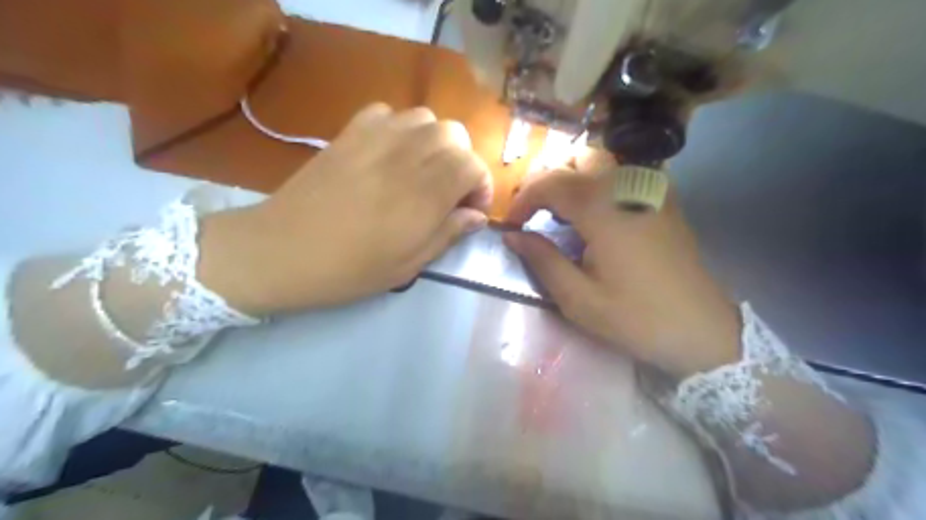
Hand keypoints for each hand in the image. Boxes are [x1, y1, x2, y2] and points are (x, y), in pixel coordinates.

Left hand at [200, 102, 490, 311]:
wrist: (280, 251)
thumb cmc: (349, 269)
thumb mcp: (408, 265)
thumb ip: (448, 234)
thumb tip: (476, 217)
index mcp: (424, 194)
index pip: (472, 165)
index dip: (481, 186)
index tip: (471, 211)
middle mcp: (406, 157)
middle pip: (454, 134)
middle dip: (462, 162)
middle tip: (449, 192)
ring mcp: (374, 139)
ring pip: (425, 118)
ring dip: (435, 143)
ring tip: (423, 171)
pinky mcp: (348, 133)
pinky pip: (388, 113)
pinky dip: (400, 129)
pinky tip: (391, 154)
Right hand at [503, 165, 743, 376]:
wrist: (701, 328)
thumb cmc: (636, 317)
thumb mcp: (579, 299)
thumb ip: (542, 260)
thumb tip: (512, 235)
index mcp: (602, 209)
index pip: (549, 182)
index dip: (522, 199)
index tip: (511, 224)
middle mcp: (626, 186)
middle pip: (575, 158)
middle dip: (546, 180)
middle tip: (533, 212)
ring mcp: (650, 188)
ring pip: (601, 160)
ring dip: (572, 177)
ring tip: (559, 212)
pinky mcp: (663, 199)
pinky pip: (623, 173)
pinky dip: (598, 182)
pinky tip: (594, 213)